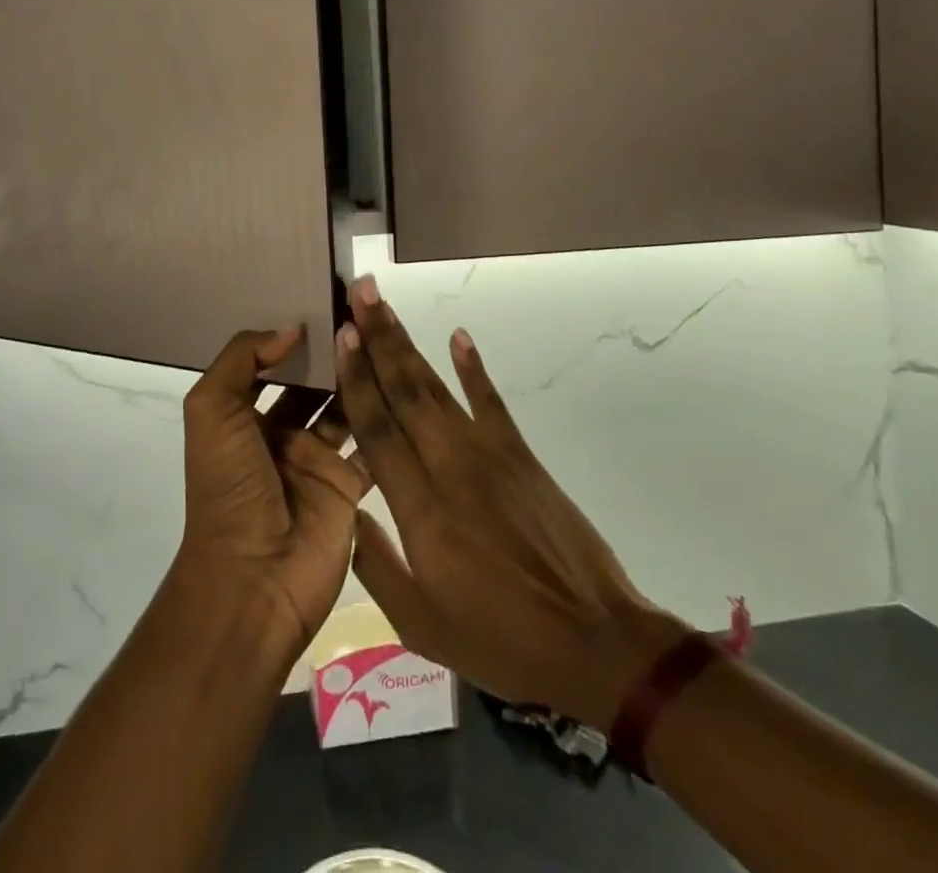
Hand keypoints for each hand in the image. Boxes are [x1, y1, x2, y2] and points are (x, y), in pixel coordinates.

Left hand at [176, 327, 373, 661]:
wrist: (254, 580)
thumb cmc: (229, 487)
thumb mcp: (213, 411)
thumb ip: (242, 359)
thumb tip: (290, 328)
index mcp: (243, 416)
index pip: (270, 364)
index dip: (293, 336)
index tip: (324, 300)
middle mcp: (280, 433)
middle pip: (312, 383)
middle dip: (333, 353)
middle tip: (366, 312)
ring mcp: (316, 461)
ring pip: (344, 408)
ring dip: (361, 379)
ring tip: (387, 338)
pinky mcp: (348, 488)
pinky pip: (371, 446)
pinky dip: (386, 421)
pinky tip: (406, 384)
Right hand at [335, 279, 685, 724]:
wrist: (596, 642)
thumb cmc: (502, 639)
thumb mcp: (422, 625)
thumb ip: (375, 566)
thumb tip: (344, 514)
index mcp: (421, 509)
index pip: (378, 429)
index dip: (357, 379)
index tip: (342, 336)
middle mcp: (450, 466)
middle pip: (405, 392)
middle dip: (378, 340)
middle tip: (357, 295)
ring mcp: (489, 455)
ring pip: (437, 388)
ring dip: (408, 344)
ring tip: (384, 307)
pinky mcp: (521, 456)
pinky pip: (491, 401)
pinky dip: (473, 367)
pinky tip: (458, 337)